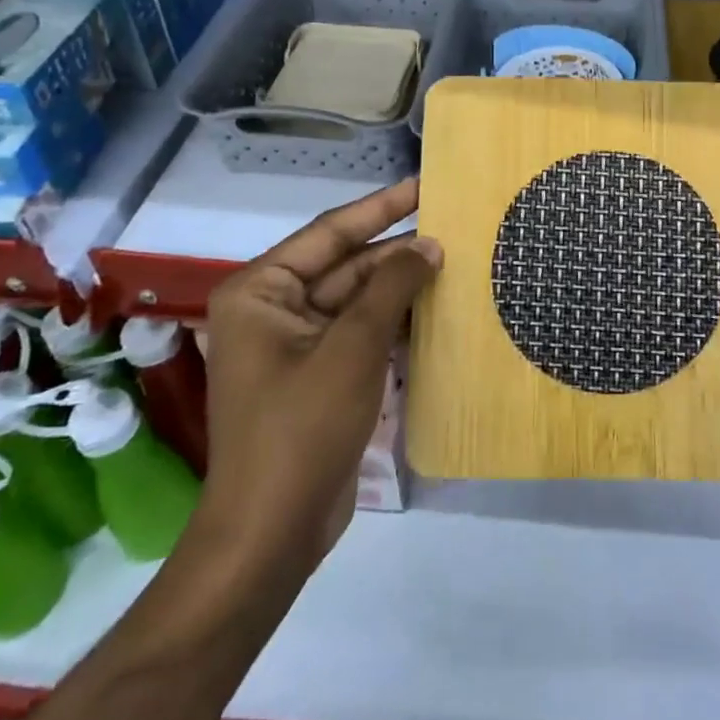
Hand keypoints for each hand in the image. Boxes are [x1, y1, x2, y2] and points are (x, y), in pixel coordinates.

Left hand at [197, 180, 440, 578]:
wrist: (272, 535)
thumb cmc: (302, 429)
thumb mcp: (352, 348)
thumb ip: (391, 287)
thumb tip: (429, 245)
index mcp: (262, 290)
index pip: (331, 232)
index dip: (382, 207)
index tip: (425, 184)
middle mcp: (275, 309)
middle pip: (347, 265)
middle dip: (398, 251)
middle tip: (456, 227)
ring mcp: (298, 345)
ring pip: (359, 300)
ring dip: (402, 287)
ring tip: (457, 262)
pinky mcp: (320, 375)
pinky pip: (362, 333)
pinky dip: (396, 322)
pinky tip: (439, 311)